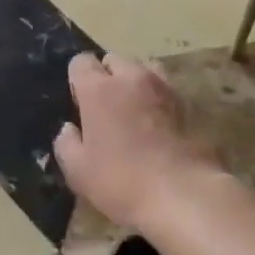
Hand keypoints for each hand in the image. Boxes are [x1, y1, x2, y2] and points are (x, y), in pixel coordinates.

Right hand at [53, 53, 226, 232]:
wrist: (183, 194)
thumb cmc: (121, 181)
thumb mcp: (78, 171)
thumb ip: (66, 143)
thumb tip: (69, 129)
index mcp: (99, 89)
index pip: (81, 62)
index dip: (77, 80)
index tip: (79, 104)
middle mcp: (131, 78)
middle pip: (114, 60)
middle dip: (106, 77)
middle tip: (105, 109)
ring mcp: (163, 87)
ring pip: (143, 70)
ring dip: (134, 84)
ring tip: (134, 112)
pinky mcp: (188, 103)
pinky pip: (165, 90)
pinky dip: (157, 100)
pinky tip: (157, 126)